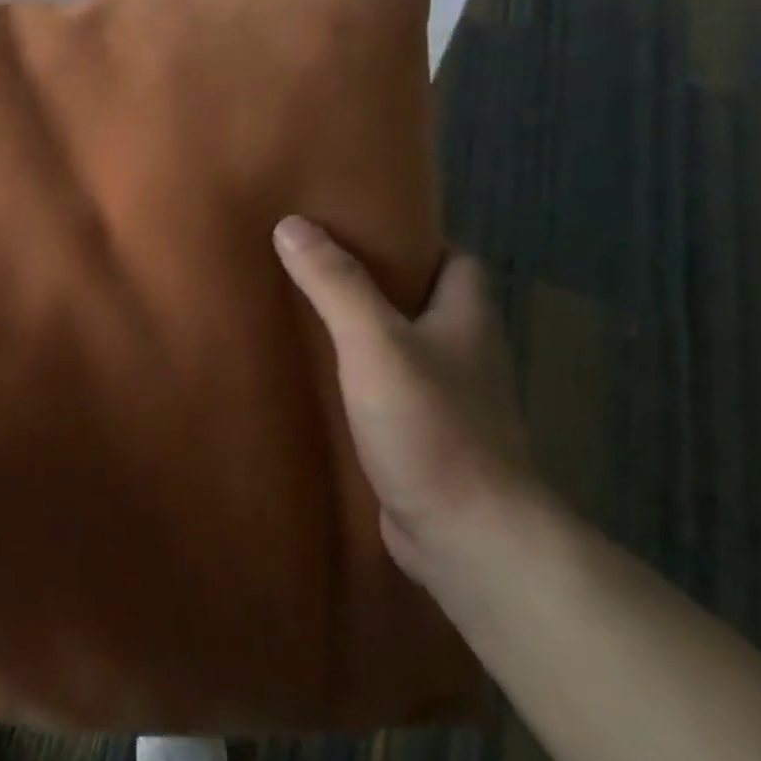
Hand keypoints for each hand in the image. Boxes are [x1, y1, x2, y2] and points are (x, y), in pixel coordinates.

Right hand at [274, 216, 539, 589]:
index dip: (418, 242)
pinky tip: (321, 385)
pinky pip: (392, 396)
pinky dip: (362, 384)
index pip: (457, 261)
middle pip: (429, 306)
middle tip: (318, 271)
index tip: (362, 230)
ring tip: (308, 320)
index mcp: (468, 321)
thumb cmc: (430, 426)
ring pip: (408, 353)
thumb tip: (292, 224)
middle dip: (381, 287)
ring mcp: (450, 404)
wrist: (468, 536)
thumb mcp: (374, 343)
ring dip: (368, 337)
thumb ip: (335, 285)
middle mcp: (467, 357)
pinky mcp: (427, 443)